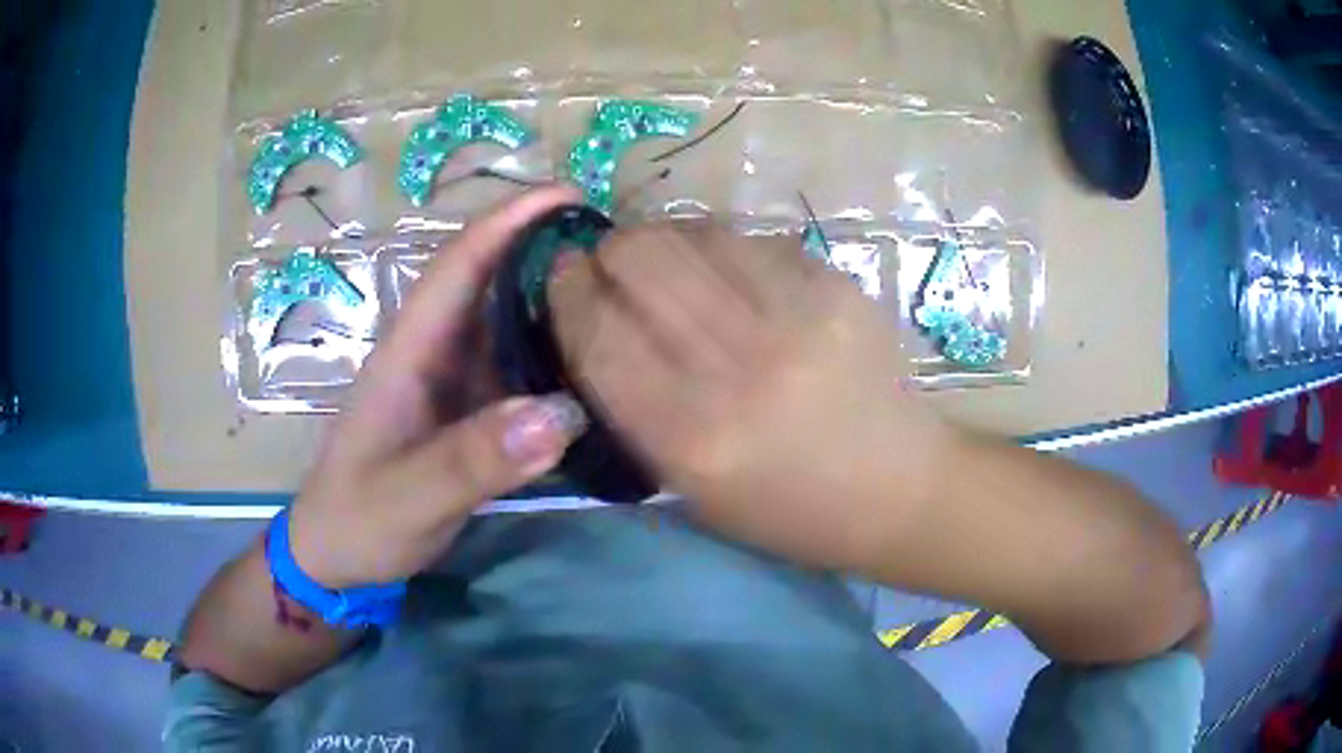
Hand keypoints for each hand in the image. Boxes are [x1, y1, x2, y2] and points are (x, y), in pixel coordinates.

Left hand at [287, 186, 588, 588]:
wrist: (336, 552)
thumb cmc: (359, 518)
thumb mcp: (410, 497)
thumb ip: (474, 461)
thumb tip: (560, 415)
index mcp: (410, 350)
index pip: (459, 264)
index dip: (510, 220)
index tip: (569, 194)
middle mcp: (433, 351)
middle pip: (490, 279)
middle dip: (544, 247)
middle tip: (616, 245)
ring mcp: (450, 381)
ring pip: (506, 322)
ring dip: (554, 298)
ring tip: (618, 295)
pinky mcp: (465, 410)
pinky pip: (515, 367)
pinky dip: (553, 355)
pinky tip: (592, 366)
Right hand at [548, 223, 961, 571]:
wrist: (897, 489)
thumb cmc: (785, 509)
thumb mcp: (688, 485)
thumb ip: (631, 401)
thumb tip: (596, 313)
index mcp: (690, 437)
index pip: (598, 333)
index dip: (567, 290)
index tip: (561, 274)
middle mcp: (739, 369)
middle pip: (641, 260)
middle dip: (611, 250)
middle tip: (614, 264)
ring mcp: (796, 318)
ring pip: (693, 233)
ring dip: (664, 238)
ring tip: (670, 262)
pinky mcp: (836, 286)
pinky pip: (751, 238)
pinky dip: (723, 245)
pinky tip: (730, 270)